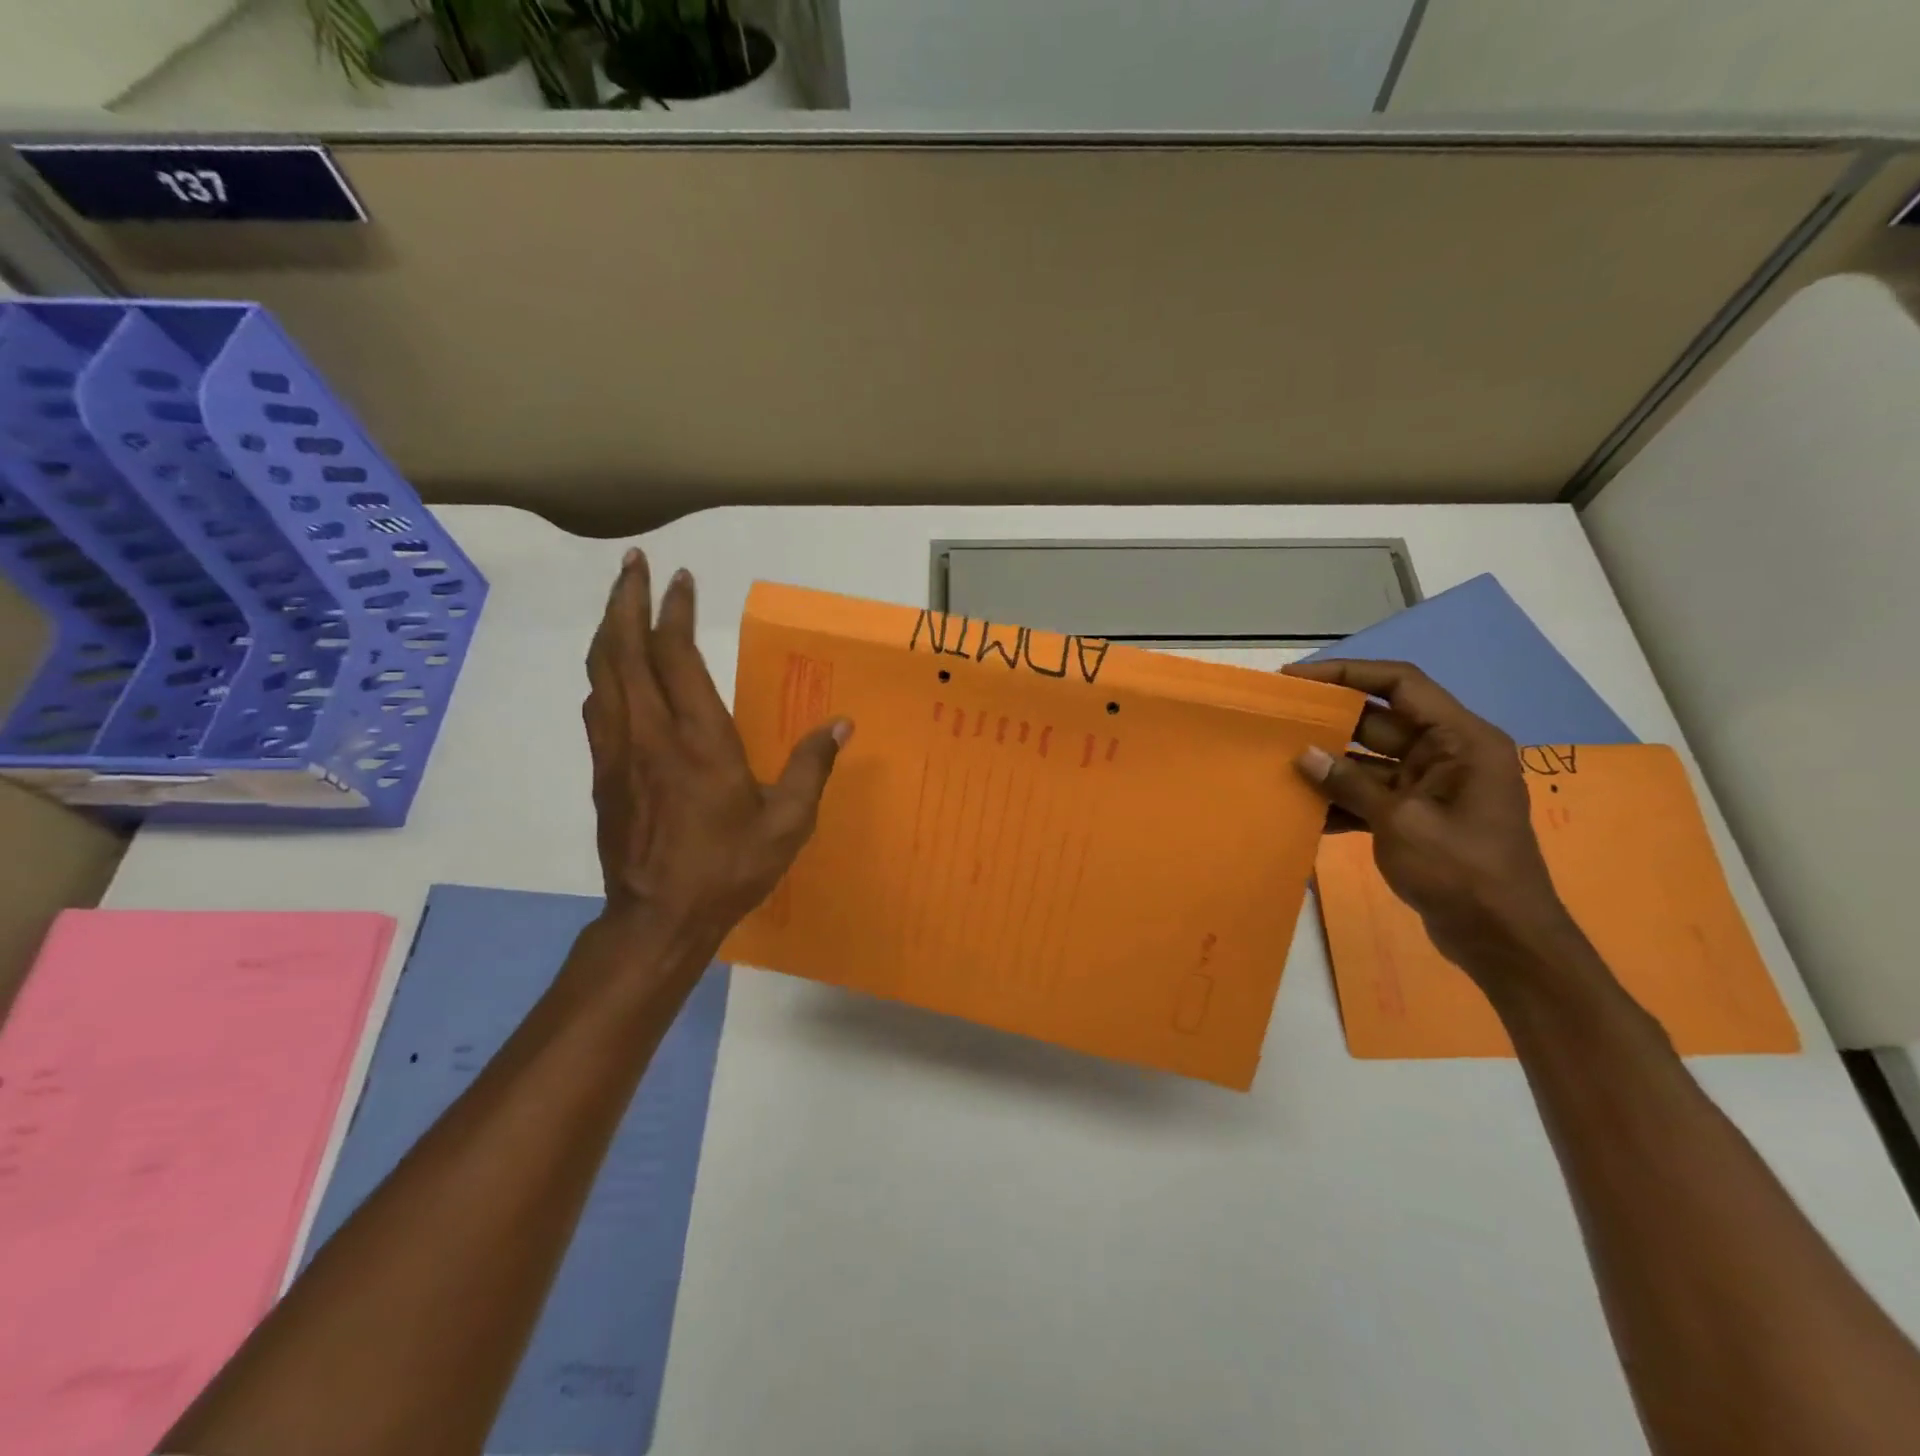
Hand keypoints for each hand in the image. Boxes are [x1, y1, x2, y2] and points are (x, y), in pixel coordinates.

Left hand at [583, 549, 850, 952]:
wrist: (658, 918)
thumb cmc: (728, 868)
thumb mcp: (787, 823)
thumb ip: (812, 768)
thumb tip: (841, 723)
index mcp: (699, 740)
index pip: (676, 656)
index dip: (674, 612)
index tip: (680, 578)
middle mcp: (650, 733)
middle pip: (623, 650)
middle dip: (625, 600)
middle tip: (632, 563)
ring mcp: (618, 752)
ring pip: (601, 674)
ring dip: (608, 630)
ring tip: (619, 602)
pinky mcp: (603, 773)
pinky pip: (597, 706)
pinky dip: (604, 673)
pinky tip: (613, 670)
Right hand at [1282, 659, 1582, 984]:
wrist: (1503, 940)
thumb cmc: (1463, 871)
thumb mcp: (1401, 822)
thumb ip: (1349, 784)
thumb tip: (1304, 755)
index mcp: (1461, 740)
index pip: (1400, 685)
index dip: (1348, 673)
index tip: (1298, 679)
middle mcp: (1447, 754)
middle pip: (1379, 721)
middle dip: (1329, 721)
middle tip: (1277, 719)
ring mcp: (1431, 787)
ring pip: (1369, 761)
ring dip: (1329, 765)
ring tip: (1278, 763)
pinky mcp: (1416, 817)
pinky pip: (1370, 795)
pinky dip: (1340, 801)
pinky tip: (1302, 811)